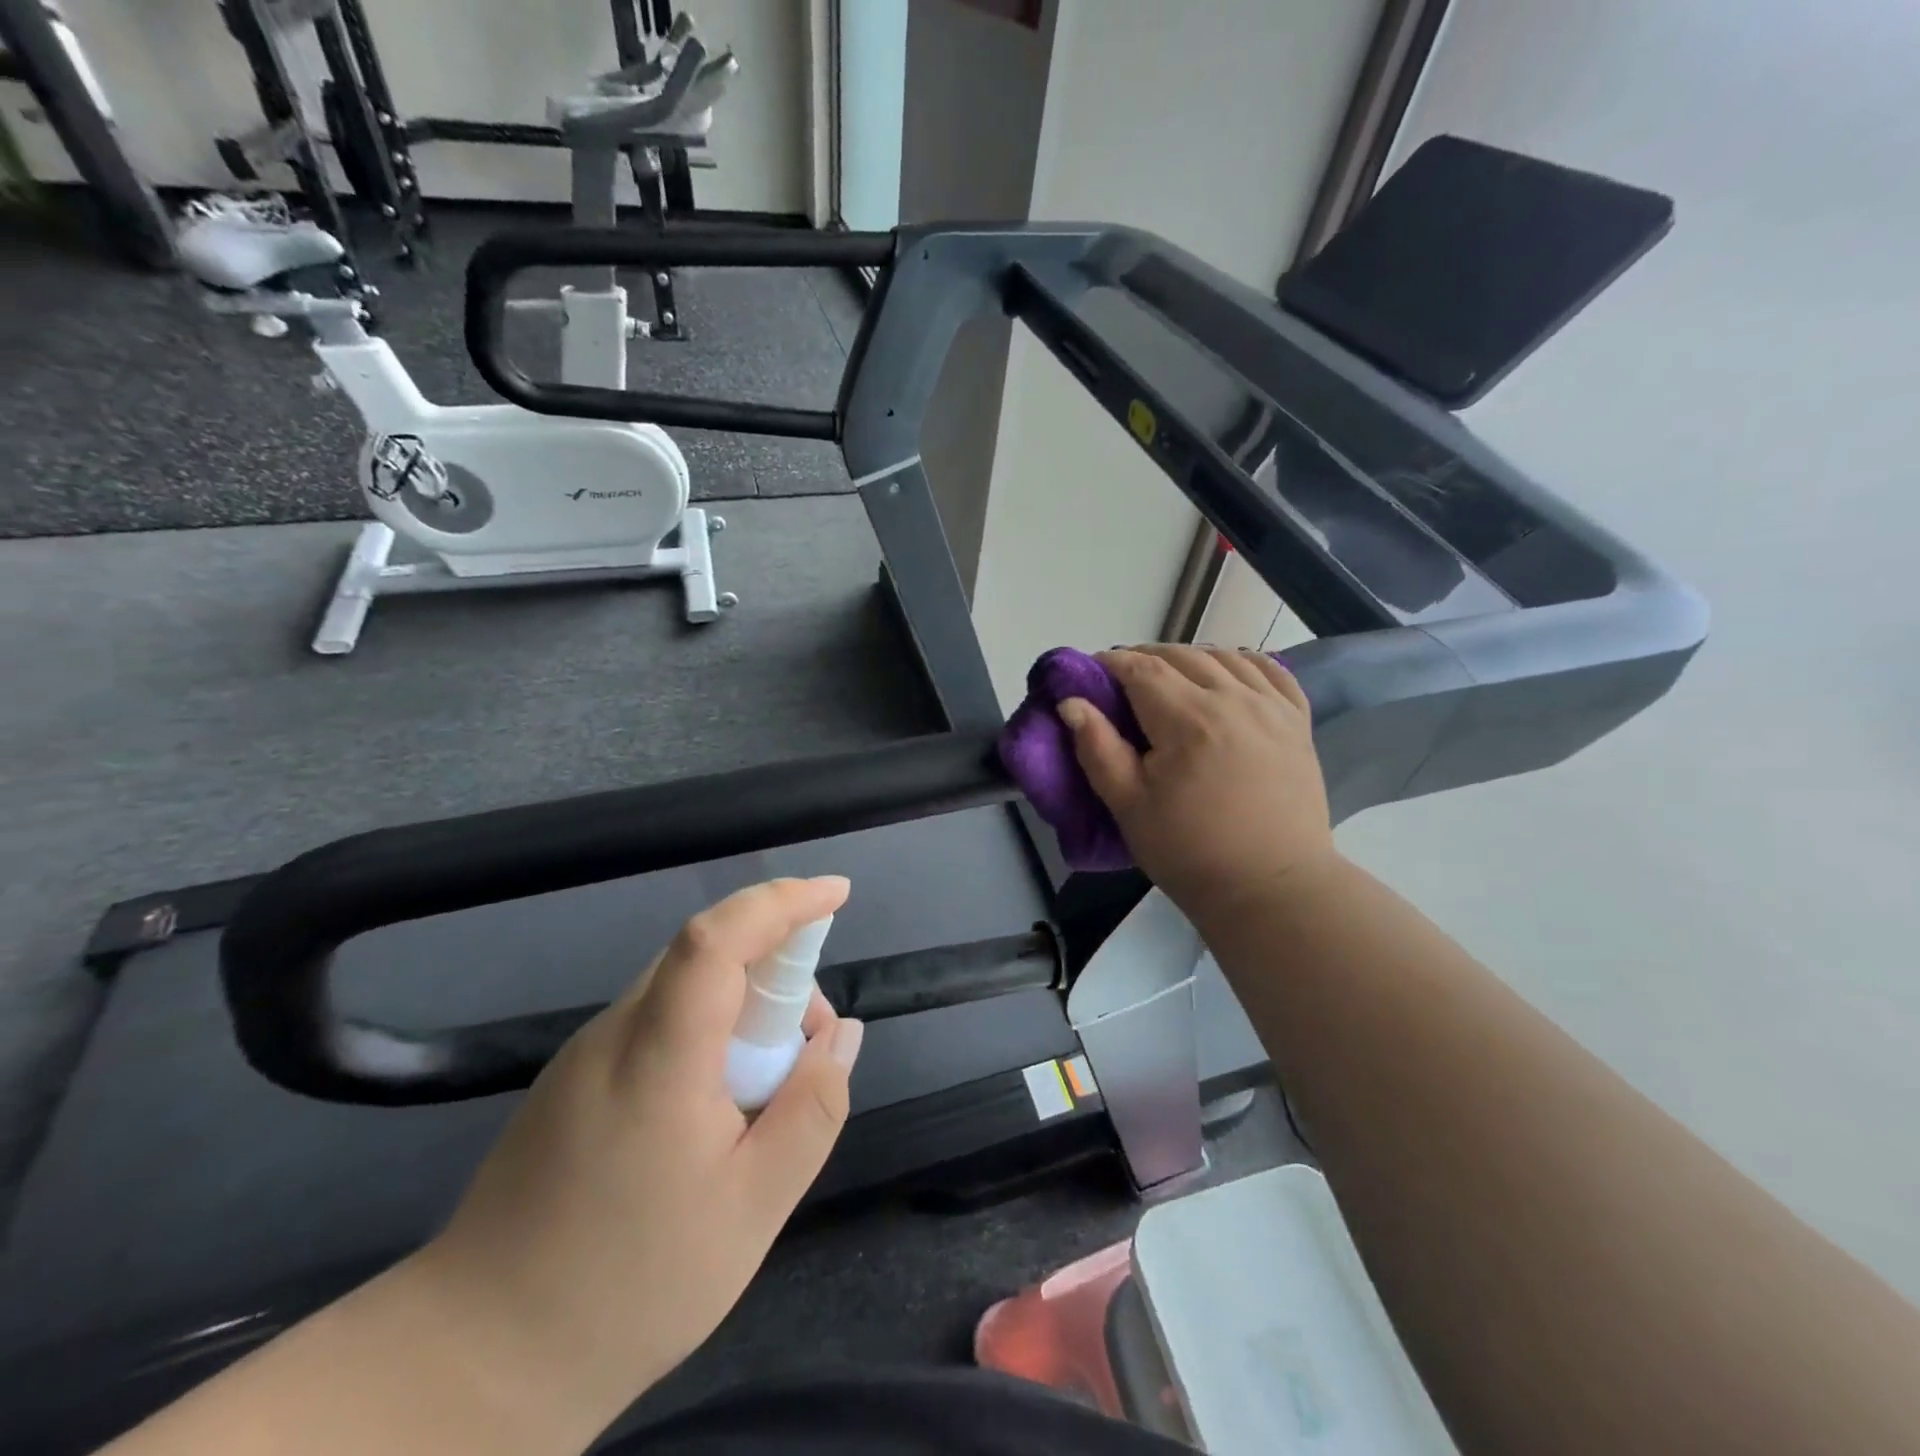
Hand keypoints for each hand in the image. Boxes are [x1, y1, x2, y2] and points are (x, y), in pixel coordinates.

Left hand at [410, 877, 863, 1422]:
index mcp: (657, 1057)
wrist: (477, 1361)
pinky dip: (710, 1032)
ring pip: (685, 989)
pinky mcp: (573, 1078)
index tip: (838, 893)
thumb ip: (813, 1109)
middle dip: (779, 970)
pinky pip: (660, 1022)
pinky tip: (719, 1106)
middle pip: (708, 956)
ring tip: (770, 1087)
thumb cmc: (630, 1284)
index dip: (781, 901)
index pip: (716, 939)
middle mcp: (614, 1034)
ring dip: (746, 1006)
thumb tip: (842, 1033)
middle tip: (811, 1045)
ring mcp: (585, 1053)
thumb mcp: (754, 1207)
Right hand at [1058, 646, 1335, 923]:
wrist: (1270, 888)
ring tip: (1169, 678)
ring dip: (1190, 658)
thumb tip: (1071, 702)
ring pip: (1225, 657)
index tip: (1090, 671)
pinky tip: (1227, 674)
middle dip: (1145, 658)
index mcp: (1188, 719)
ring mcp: (1272, 707)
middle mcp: (1233, 699)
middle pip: (1182, 656)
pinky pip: (1272, 671)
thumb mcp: (1128, 805)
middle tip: (1122, 680)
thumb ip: (1097, 748)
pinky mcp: (1297, 722)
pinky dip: (1242, 662)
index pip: (1142, 669)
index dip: (1111, 663)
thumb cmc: (1190, 851)